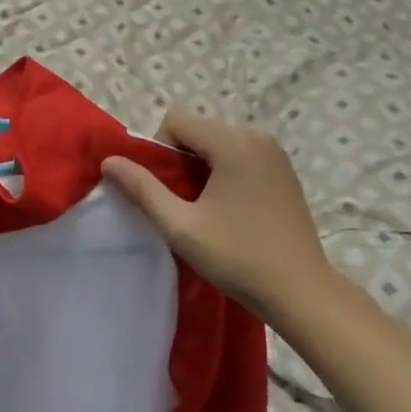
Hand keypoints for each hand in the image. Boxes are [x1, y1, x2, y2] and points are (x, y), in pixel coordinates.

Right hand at [102, 107, 336, 318]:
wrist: (301, 291)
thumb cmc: (237, 257)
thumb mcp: (180, 226)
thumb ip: (142, 189)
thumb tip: (109, 161)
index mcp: (233, 142)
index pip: (176, 120)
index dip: (160, 150)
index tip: (168, 190)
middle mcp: (256, 136)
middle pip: (198, 129)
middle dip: (181, 160)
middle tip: (184, 204)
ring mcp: (275, 152)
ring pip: (218, 142)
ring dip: (202, 167)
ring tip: (206, 209)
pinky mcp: (284, 170)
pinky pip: (240, 154)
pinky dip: (225, 172)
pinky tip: (230, 209)